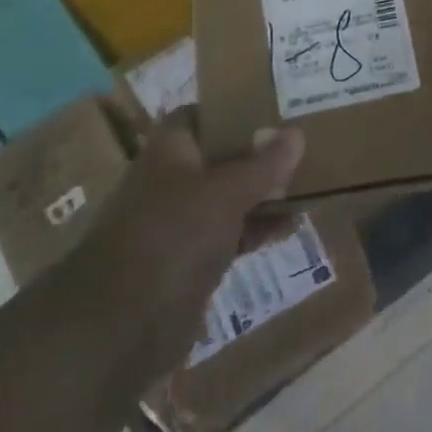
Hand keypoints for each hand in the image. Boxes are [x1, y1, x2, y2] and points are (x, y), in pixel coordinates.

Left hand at [77, 110, 304, 374]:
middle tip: (304, 144)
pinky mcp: (190, 260)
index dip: (234, 108)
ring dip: (264, 192)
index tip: (274, 106)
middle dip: (259, 152)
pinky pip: (231, 232)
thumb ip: (264, 163)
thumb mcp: (228, 191)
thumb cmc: (174, 234)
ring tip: (309, 184)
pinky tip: (290, 226)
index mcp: (170, 150)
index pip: (201, 114)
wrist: (122, 325)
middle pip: (221, 156)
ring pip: (229, 196)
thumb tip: (297, 132)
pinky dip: (257, 228)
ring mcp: (180, 222)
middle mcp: (172, 180)